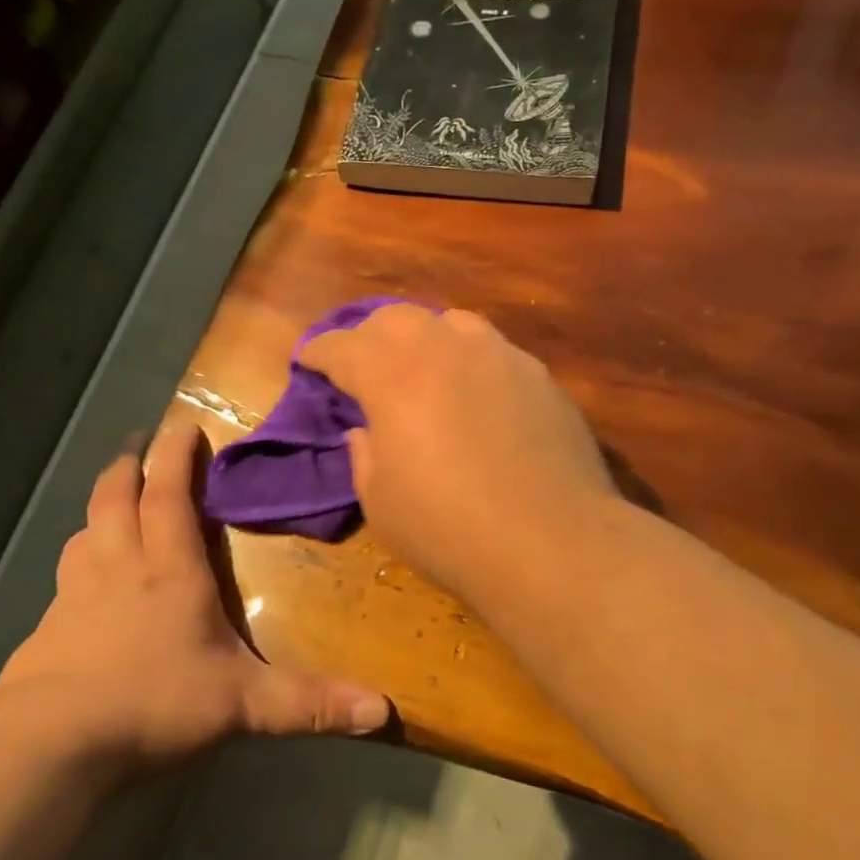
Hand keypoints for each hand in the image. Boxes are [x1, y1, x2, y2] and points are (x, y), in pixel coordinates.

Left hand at [0, 422, 391, 777]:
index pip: (169, 496)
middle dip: (129, 466)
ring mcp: (74, 600)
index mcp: (169, 571)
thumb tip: (383, 710)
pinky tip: (78, 585)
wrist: (50, 748)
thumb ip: (310, 703)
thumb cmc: (154, 704)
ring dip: (99, 510)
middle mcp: (119, 570)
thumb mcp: (243, 704)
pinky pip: (63, 582)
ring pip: (84, 535)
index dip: (174, 457)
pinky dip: (76, 565)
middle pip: (116, 500)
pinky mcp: (45, 634)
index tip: (180, 424)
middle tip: (138, 443)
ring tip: (109, 501)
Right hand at [299, 305, 617, 601]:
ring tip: (424, 369)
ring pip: (452, 323)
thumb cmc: (449, 528)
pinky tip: (477, 394)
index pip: (342, 347)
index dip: (318, 353)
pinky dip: (471, 362)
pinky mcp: (540, 376)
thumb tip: (366, 430)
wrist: (551, 541)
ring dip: (426, 339)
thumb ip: (365, 454)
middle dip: (370, 336)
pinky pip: (495, 351)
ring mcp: (500, 356)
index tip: (308, 361)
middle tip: (364, 365)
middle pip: (396, 318)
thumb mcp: (380, 501)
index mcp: (393, 374)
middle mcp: (446, 348)